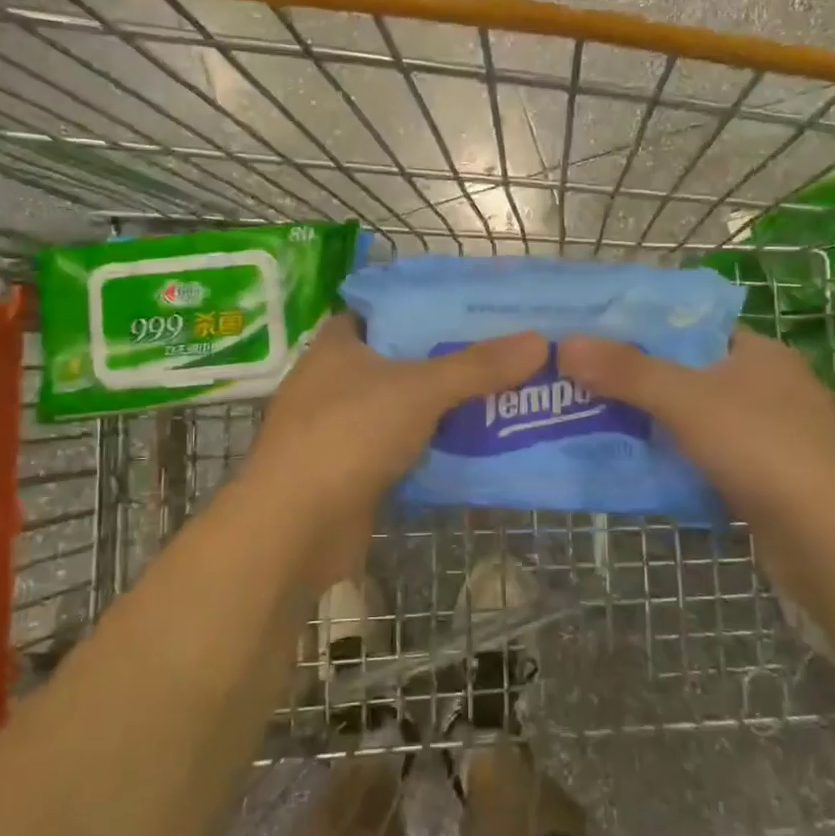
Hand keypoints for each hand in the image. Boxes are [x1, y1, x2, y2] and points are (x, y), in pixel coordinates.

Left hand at [241, 314, 546, 586]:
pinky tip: (475, 447)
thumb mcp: (420, 389)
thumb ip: (477, 366)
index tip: (473, 311)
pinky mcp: (351, 472)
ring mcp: (341, 429)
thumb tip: (539, 341)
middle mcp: (335, 380)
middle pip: (401, 361)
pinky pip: (402, 449)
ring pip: (403, 408)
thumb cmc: (349, 434)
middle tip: (504, 355)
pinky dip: (432, 448)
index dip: (427, 307)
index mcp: (339, 344)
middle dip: (448, 361)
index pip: (385, 311)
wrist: (295, 528)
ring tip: (503, 396)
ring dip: (444, 409)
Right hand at [557, 327, 834, 539]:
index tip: (595, 340)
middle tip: (585, 386)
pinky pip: (708, 457)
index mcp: (759, 352)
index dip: (643, 330)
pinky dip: (677, 460)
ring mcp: (773, 436)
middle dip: (639, 382)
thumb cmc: (761, 448)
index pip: (692, 327)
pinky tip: (641, 469)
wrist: (830, 542)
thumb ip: (626, 371)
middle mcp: (770, 387)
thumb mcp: (685, 399)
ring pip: (698, 419)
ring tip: (599, 424)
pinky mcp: (769, 479)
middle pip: (690, 374)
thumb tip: (567, 344)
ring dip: (655, 424)